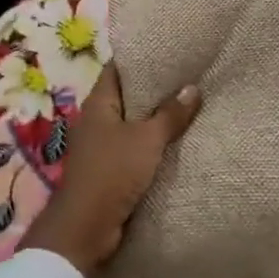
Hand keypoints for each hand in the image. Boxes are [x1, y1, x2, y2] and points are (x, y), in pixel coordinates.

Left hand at [18, 63, 201, 277]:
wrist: (86, 227)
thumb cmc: (112, 172)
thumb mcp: (147, 139)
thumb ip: (170, 114)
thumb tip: (192, 88)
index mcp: (99, 103)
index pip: (118, 68)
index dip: (141, 58)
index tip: (169, 50)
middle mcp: (97, 120)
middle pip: (128, 96)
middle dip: (156, 89)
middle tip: (190, 77)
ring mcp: (101, 146)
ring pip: (133, 124)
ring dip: (156, 119)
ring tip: (190, 105)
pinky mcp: (109, 170)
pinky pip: (135, 148)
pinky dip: (153, 144)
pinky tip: (178, 141)